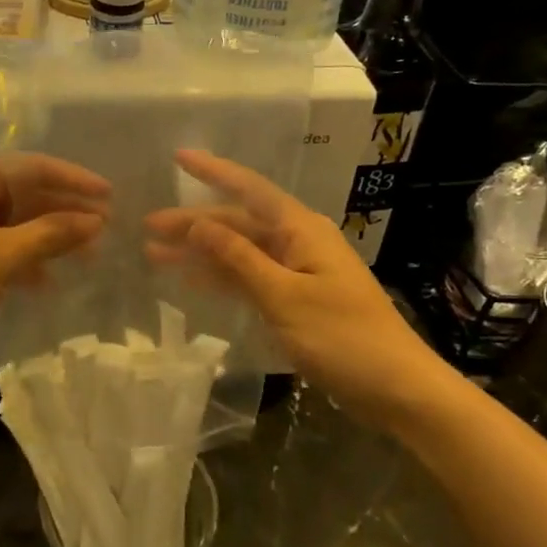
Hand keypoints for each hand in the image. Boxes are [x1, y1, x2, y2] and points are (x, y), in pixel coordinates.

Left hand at [0, 153, 109, 374]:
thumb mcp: (2, 257)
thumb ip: (52, 234)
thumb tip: (97, 220)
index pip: (33, 166)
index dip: (76, 182)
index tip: (113, 197)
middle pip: (22, 192)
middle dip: (63, 214)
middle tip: (105, 233)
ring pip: (10, 219)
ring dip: (45, 238)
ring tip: (85, 258)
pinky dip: (19, 255)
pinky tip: (45, 280)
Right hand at [145, 150, 426, 420]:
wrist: (397, 389)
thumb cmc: (343, 337)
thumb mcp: (284, 296)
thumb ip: (239, 258)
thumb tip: (199, 223)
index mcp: (301, 230)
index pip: (250, 190)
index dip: (214, 172)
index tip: (179, 158)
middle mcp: (298, 242)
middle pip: (239, 223)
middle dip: (195, 223)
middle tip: (149, 227)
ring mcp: (298, 272)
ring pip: (240, 252)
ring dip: (202, 253)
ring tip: (156, 255)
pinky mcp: (297, 301)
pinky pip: (250, 278)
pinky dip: (222, 278)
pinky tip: (192, 282)